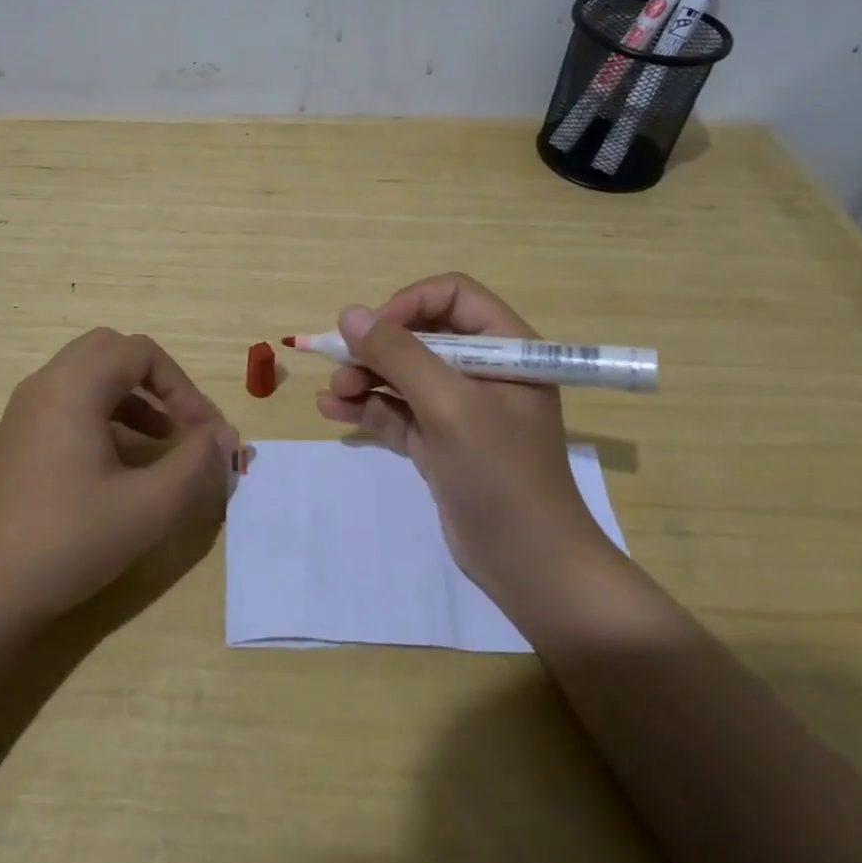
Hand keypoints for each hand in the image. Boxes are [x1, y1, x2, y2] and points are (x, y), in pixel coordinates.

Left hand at [0, 329, 238, 635]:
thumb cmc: (66, 542)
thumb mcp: (147, 507)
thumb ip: (196, 465)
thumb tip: (226, 437)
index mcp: (73, 387)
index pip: (142, 352)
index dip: (184, 387)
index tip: (205, 433)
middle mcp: (45, 385)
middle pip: (112, 352)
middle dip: (156, 382)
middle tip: (182, 424)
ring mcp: (24, 413)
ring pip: (89, 378)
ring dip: (132, 399)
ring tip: (161, 444)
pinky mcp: (16, 441)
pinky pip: (69, 404)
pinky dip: (105, 417)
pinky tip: (121, 466)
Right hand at [314, 273, 618, 635]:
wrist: (530, 567)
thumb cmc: (500, 473)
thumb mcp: (449, 406)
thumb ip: (399, 355)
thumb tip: (348, 314)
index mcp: (506, 347)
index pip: (453, 296)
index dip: (409, 304)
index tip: (373, 331)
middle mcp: (483, 370)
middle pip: (422, 333)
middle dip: (378, 346)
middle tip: (339, 360)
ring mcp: (461, 407)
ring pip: (404, 373)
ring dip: (365, 376)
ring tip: (333, 391)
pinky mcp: (440, 441)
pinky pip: (398, 410)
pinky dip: (367, 407)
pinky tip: (332, 409)